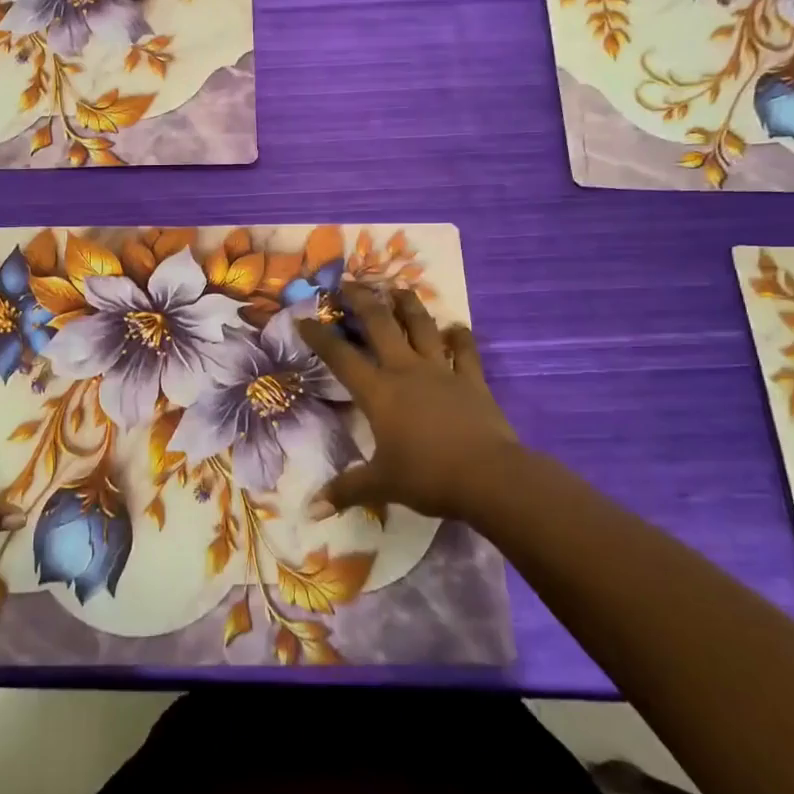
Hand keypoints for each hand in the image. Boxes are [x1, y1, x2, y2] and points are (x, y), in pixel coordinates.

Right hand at [297, 284, 518, 522]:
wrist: (489, 477)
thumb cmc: (428, 476)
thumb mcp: (381, 484)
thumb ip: (346, 490)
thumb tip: (312, 510)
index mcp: (379, 392)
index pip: (340, 357)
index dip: (319, 336)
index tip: (303, 318)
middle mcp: (406, 371)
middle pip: (381, 325)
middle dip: (362, 301)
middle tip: (349, 283)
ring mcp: (442, 371)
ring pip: (422, 327)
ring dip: (408, 305)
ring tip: (398, 287)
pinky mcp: (472, 380)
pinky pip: (465, 351)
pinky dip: (460, 337)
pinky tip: (456, 327)